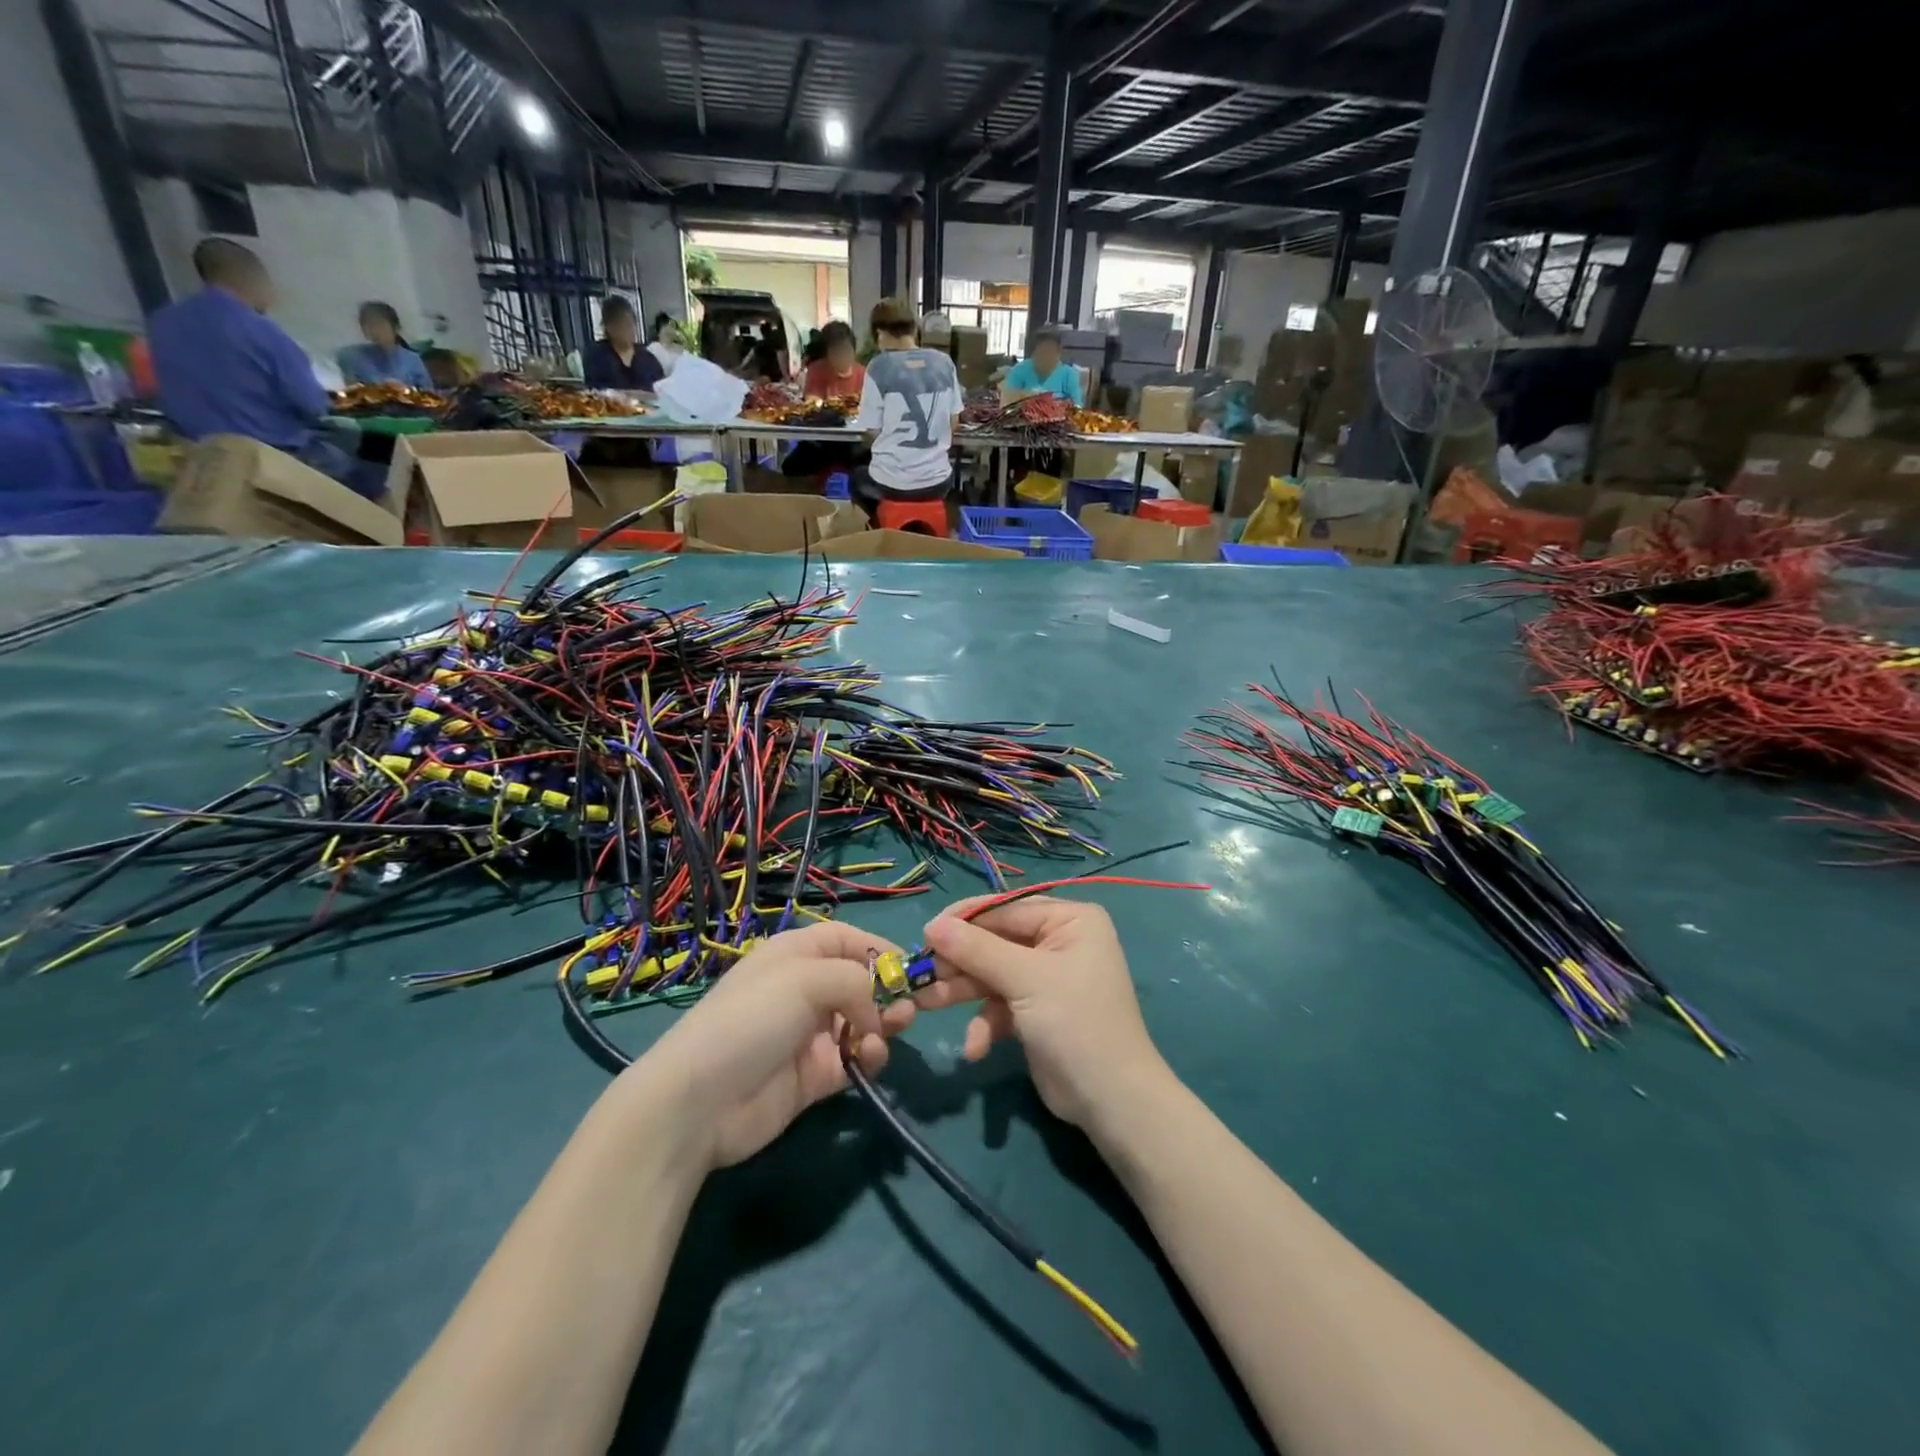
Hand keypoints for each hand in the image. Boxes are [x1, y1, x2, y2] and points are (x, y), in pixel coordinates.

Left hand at [628, 921, 914, 1169]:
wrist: (701, 1102)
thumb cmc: (752, 1019)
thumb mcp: (805, 978)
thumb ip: (854, 980)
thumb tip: (876, 1009)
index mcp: (795, 955)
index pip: (844, 939)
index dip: (877, 947)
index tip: (910, 966)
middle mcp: (804, 990)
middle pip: (859, 981)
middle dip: (888, 990)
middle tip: (908, 1008)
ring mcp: (809, 1035)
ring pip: (862, 1021)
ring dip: (883, 1024)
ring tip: (892, 1030)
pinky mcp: (814, 1076)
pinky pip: (854, 1059)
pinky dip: (868, 1057)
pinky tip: (868, 1058)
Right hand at [914, 897, 1170, 1132]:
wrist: (1111, 1100)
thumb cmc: (1075, 1023)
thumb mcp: (1025, 980)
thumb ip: (977, 950)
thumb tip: (932, 924)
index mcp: (1070, 919)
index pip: (1006, 908)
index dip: (964, 919)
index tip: (925, 932)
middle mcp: (1059, 941)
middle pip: (995, 941)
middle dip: (960, 962)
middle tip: (920, 974)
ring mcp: (1046, 978)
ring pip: (992, 974)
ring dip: (962, 992)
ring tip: (926, 1005)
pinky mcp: (1035, 1011)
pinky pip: (1000, 1005)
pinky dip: (985, 1023)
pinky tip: (975, 1048)